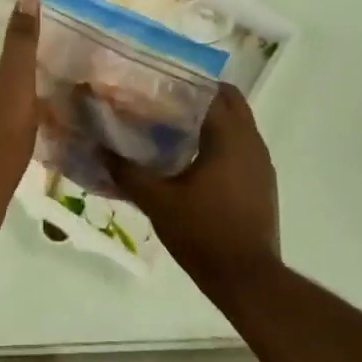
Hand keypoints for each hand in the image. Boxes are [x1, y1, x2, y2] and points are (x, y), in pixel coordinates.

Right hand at [106, 85, 279, 293]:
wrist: (247, 279)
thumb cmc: (203, 233)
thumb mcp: (158, 202)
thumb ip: (127, 172)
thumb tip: (98, 149)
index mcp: (230, 137)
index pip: (212, 91)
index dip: (184, 82)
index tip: (156, 83)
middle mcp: (252, 142)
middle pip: (229, 102)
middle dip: (198, 97)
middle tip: (162, 102)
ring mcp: (261, 163)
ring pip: (237, 125)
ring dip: (209, 120)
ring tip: (170, 127)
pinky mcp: (262, 183)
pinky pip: (240, 147)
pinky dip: (219, 142)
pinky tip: (190, 160)